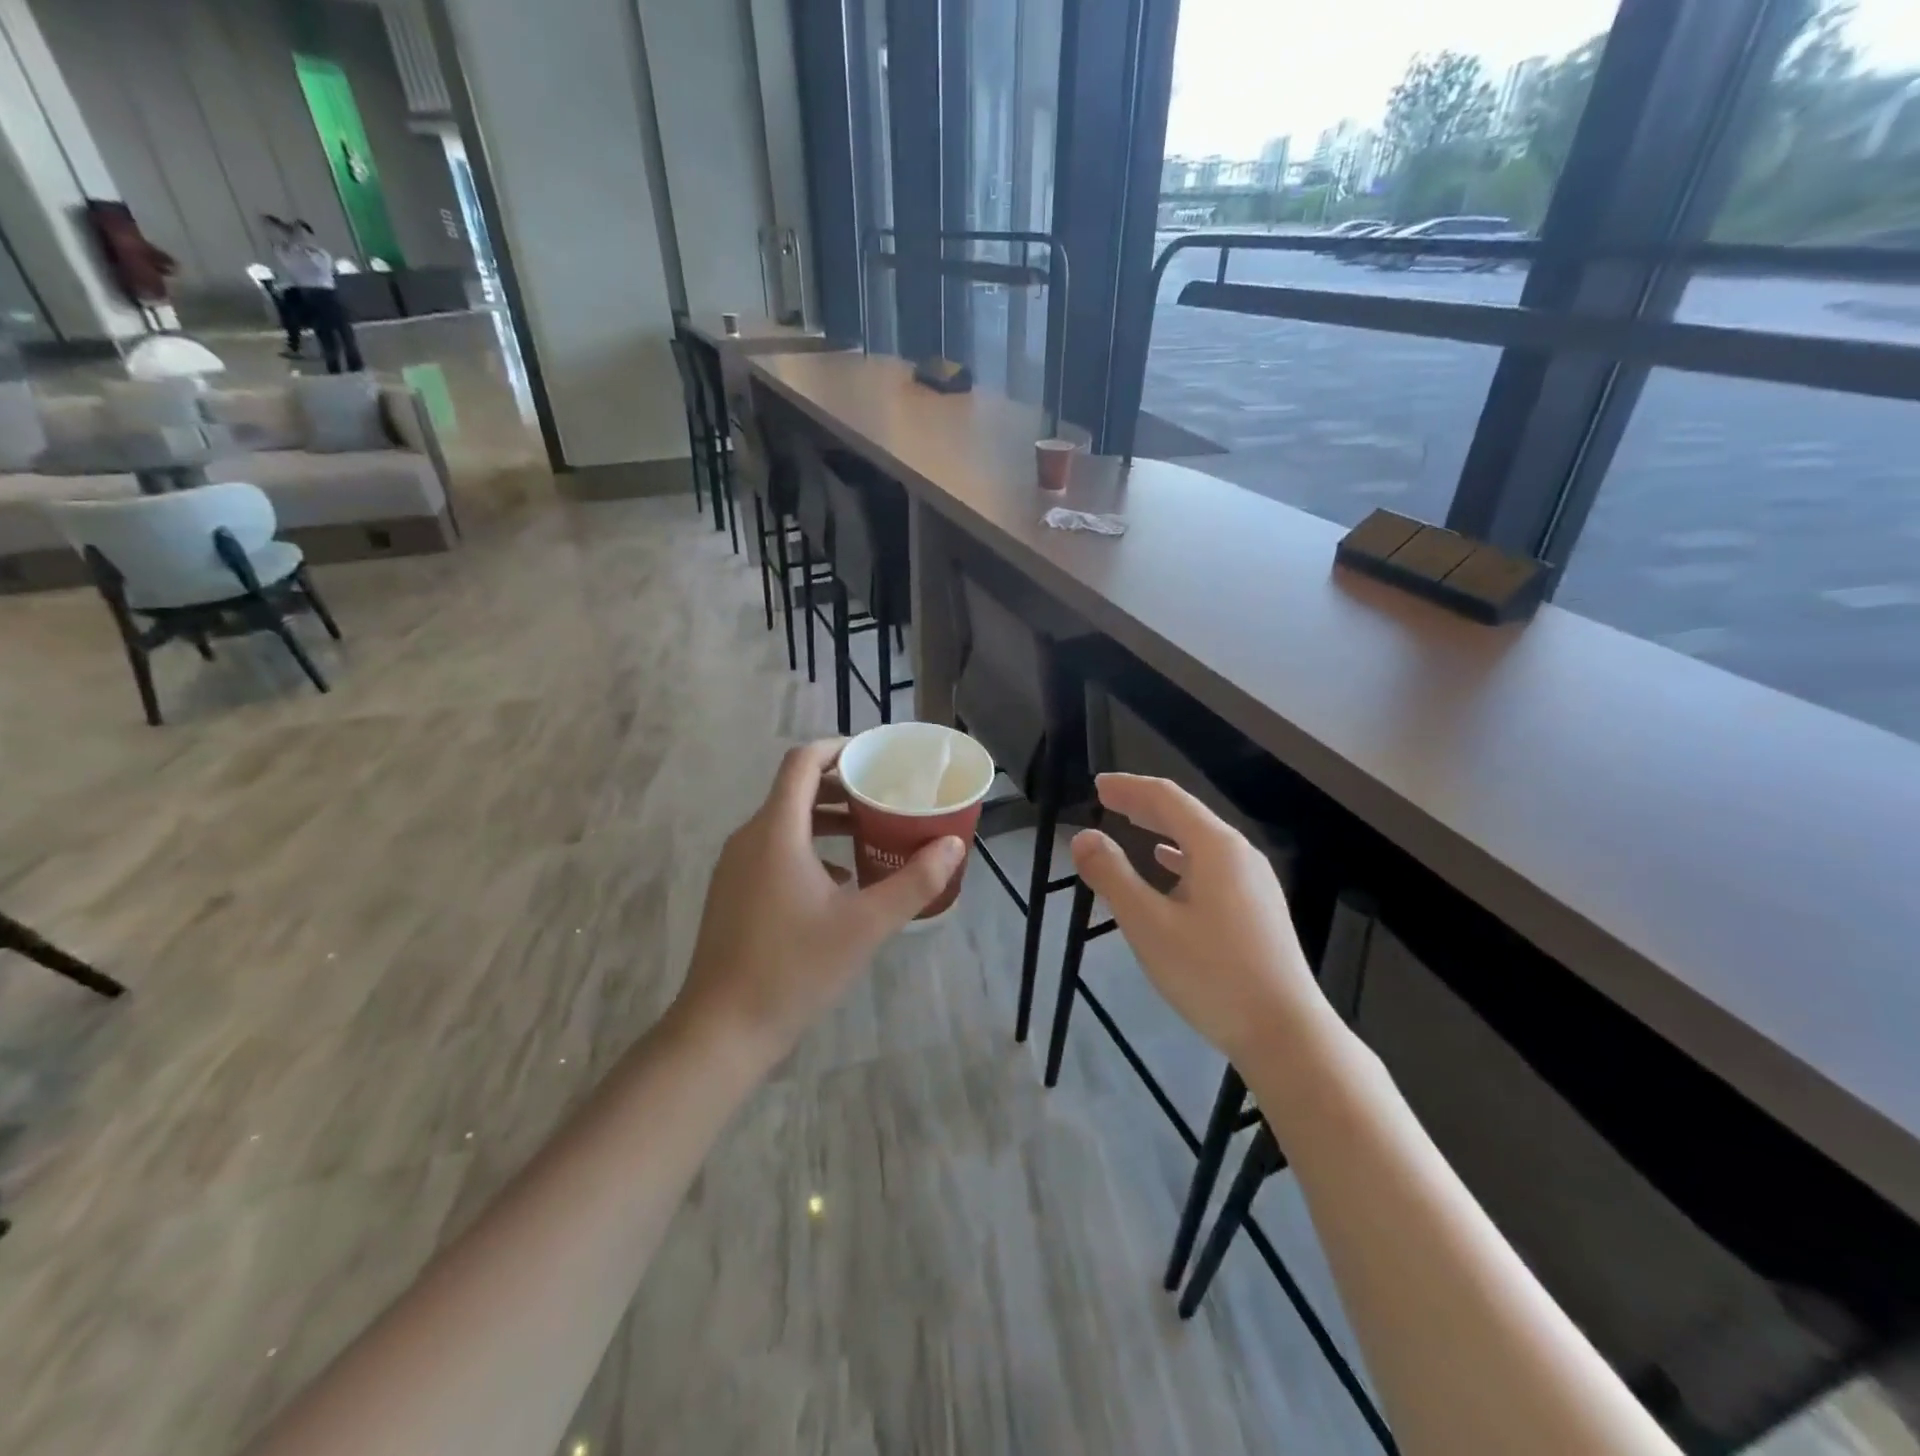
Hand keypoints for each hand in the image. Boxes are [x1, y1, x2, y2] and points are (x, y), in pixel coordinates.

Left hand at [673, 739, 964, 1069]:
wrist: (722, 1030)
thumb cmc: (795, 968)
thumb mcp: (865, 925)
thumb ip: (914, 882)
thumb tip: (952, 845)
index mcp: (776, 831)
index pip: (803, 762)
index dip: (839, 749)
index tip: (876, 758)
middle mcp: (750, 838)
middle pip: (795, 790)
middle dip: (841, 788)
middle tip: (885, 798)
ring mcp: (736, 867)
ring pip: (785, 823)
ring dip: (827, 820)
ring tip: (870, 835)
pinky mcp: (732, 893)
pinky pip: (774, 851)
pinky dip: (809, 849)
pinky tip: (840, 882)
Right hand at [1070, 774, 1346, 1071]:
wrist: (1286, 1034)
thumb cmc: (1212, 975)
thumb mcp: (1149, 925)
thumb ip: (1113, 876)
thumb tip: (1083, 837)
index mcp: (1217, 847)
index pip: (1167, 798)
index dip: (1129, 787)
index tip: (1097, 785)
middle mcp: (1240, 855)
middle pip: (1186, 814)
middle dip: (1144, 803)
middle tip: (1107, 798)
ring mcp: (1254, 882)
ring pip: (1200, 840)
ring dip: (1162, 829)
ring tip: (1132, 826)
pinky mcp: (1258, 908)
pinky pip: (1212, 865)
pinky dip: (1182, 857)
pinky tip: (1169, 868)